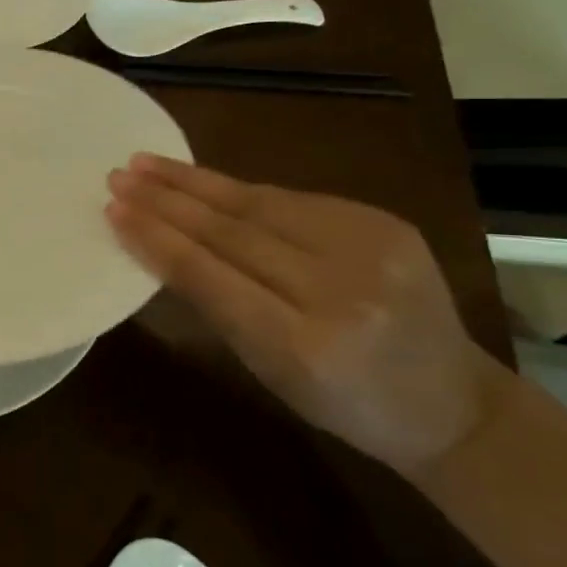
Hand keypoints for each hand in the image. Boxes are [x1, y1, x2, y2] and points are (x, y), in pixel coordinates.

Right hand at [105, 154, 513, 476]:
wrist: (452, 403)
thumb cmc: (343, 403)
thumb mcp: (269, 371)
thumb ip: (217, 306)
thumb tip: (159, 244)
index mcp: (304, 344)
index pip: (210, 275)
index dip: (156, 238)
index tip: (114, 209)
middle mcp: (339, 288)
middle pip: (231, 230)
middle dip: (166, 199)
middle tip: (120, 175)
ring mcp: (370, 247)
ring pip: (259, 203)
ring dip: (195, 181)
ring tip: (147, 163)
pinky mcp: (385, 221)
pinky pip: (292, 200)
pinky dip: (239, 191)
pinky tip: (202, 181)